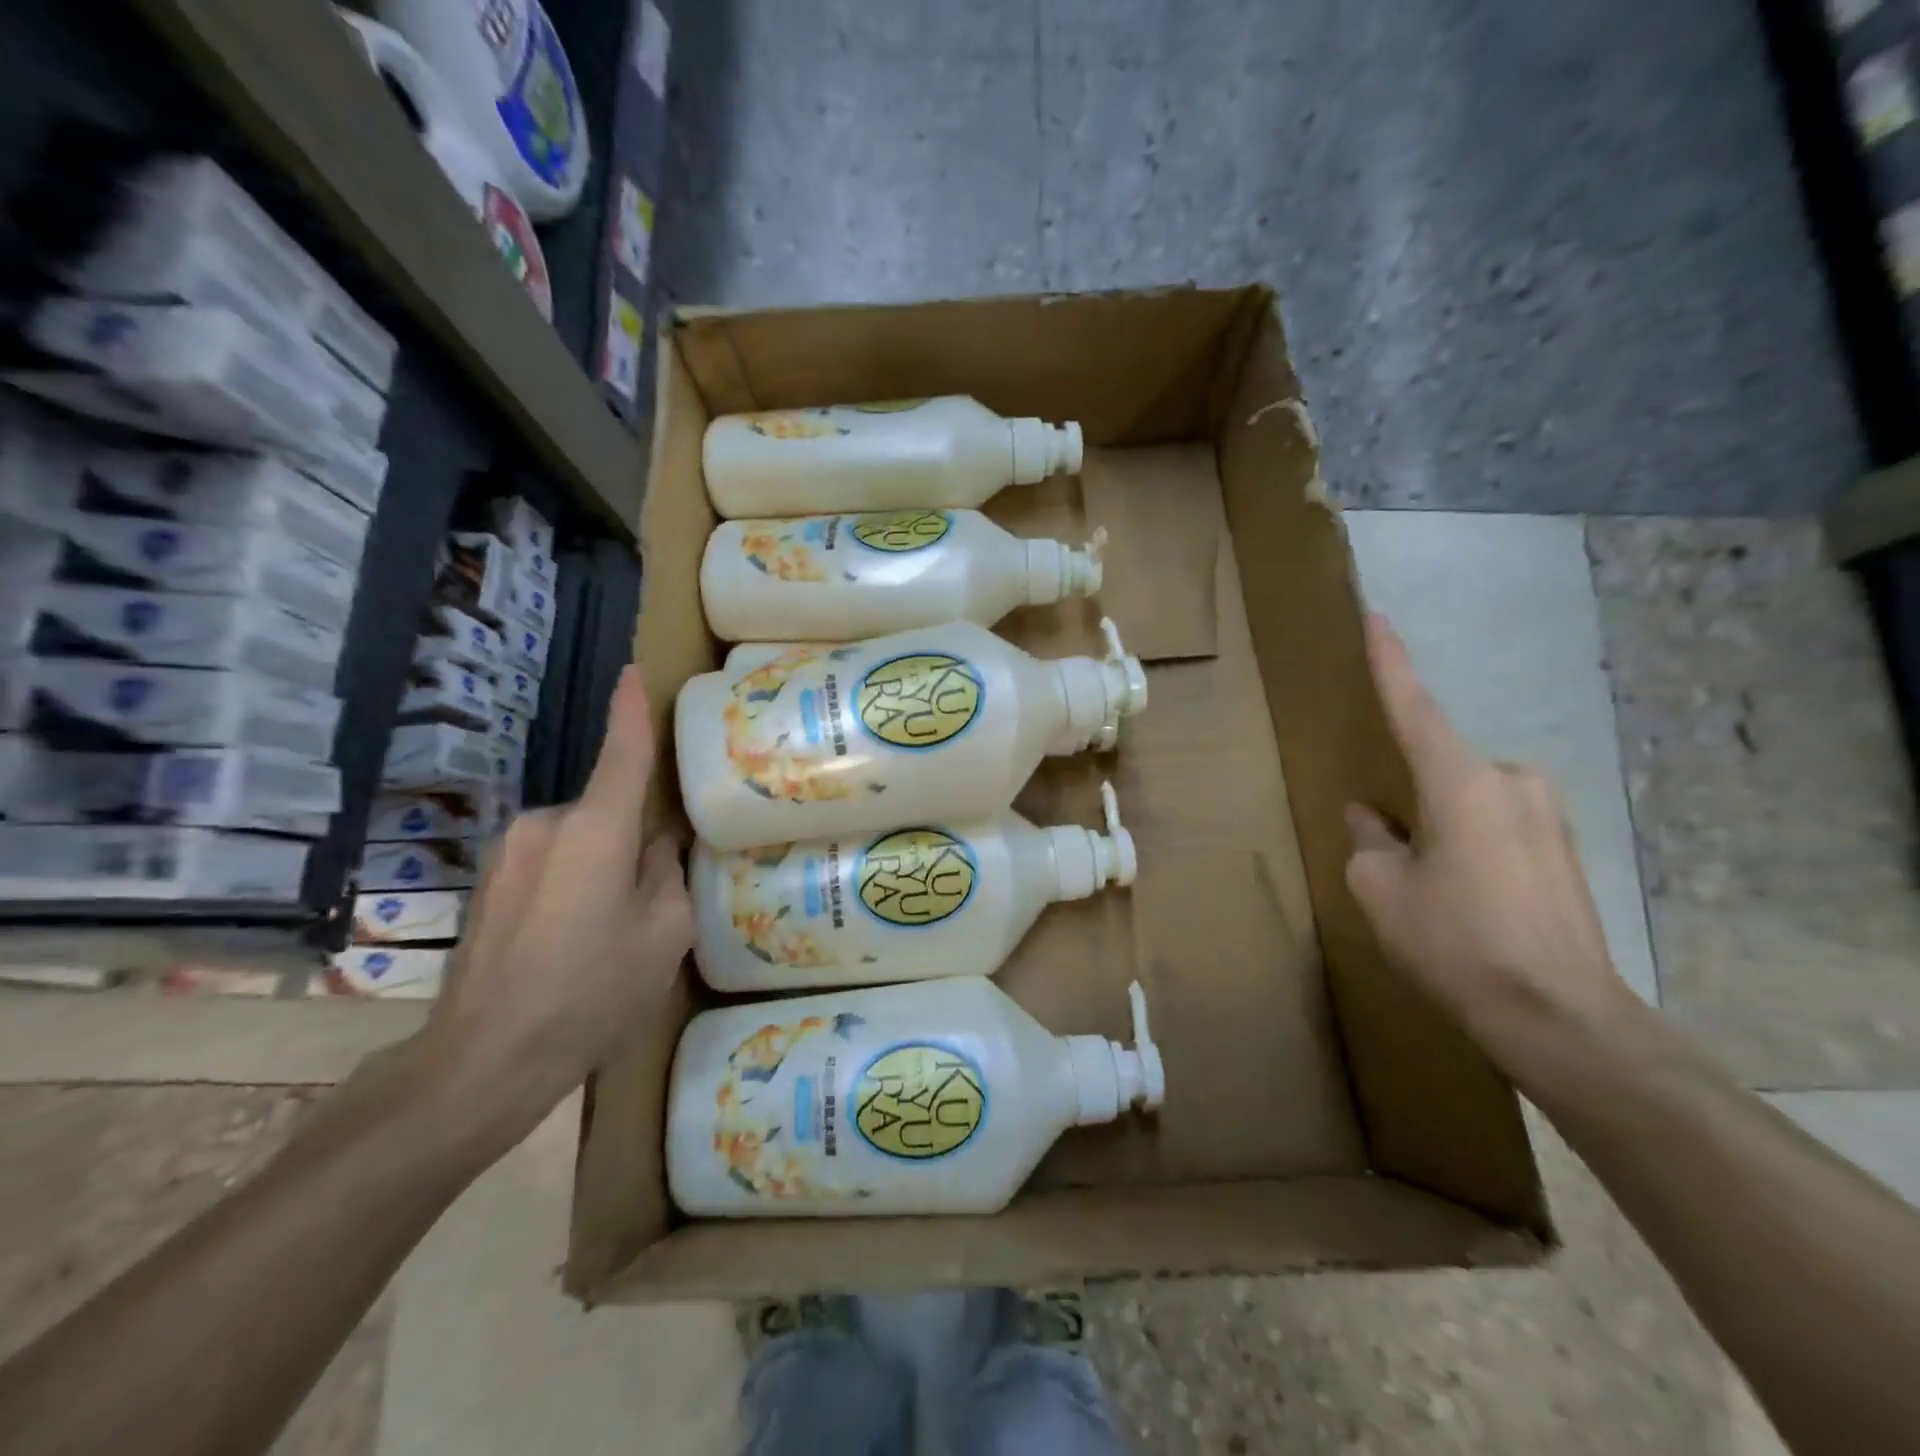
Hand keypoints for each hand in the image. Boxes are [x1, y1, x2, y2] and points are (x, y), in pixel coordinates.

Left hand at [417, 665, 691, 1146]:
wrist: (483, 1060)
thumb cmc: (592, 991)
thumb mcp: (665, 934)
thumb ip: (667, 874)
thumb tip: (654, 848)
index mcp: (594, 829)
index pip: (621, 753)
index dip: (631, 710)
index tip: (634, 671)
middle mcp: (545, 825)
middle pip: (607, 809)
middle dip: (634, 835)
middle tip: (653, 896)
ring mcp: (509, 852)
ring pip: (578, 838)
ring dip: (601, 863)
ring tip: (609, 928)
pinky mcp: (488, 882)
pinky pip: (549, 861)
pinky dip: (572, 881)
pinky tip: (572, 939)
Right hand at [1344, 614, 1635, 1091]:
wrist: (1561, 1018)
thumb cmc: (1455, 942)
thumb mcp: (1380, 889)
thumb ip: (1369, 841)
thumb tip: (1373, 818)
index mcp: (1461, 782)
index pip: (1415, 708)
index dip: (1390, 663)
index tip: (1376, 619)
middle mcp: (1512, 782)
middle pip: (1438, 769)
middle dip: (1408, 797)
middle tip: (1390, 850)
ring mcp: (1547, 815)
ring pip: (1466, 801)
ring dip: (1438, 826)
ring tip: (1429, 887)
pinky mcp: (1564, 849)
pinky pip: (1496, 825)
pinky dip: (1467, 844)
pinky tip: (1464, 899)